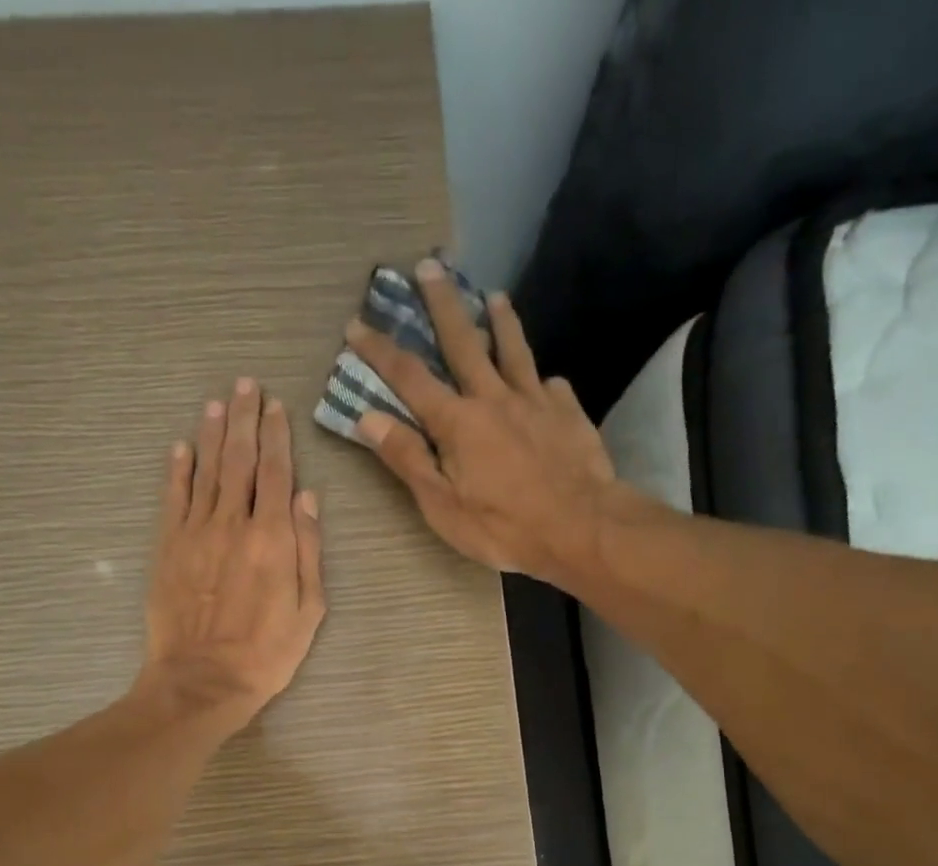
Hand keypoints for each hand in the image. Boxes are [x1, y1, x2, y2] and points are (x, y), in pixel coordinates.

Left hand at [139, 380, 324, 732]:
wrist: (203, 680)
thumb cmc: (267, 653)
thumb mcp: (310, 610)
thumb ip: (309, 550)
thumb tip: (306, 497)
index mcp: (274, 538)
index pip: (276, 472)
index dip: (276, 436)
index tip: (276, 406)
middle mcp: (234, 523)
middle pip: (239, 459)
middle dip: (244, 419)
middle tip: (246, 384)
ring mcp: (196, 532)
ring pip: (205, 470)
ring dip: (211, 433)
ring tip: (217, 402)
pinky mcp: (168, 547)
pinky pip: (173, 498)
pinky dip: (177, 470)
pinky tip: (180, 447)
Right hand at [345, 259, 625, 580]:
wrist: (580, 528)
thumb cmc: (503, 527)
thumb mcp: (442, 506)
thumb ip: (407, 459)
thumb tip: (368, 417)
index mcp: (457, 422)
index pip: (409, 377)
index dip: (380, 351)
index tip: (357, 325)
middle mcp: (494, 397)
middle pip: (463, 342)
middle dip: (442, 304)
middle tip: (430, 266)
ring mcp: (535, 400)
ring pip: (514, 350)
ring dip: (500, 321)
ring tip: (494, 296)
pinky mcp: (568, 412)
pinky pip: (551, 386)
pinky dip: (542, 381)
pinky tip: (546, 382)